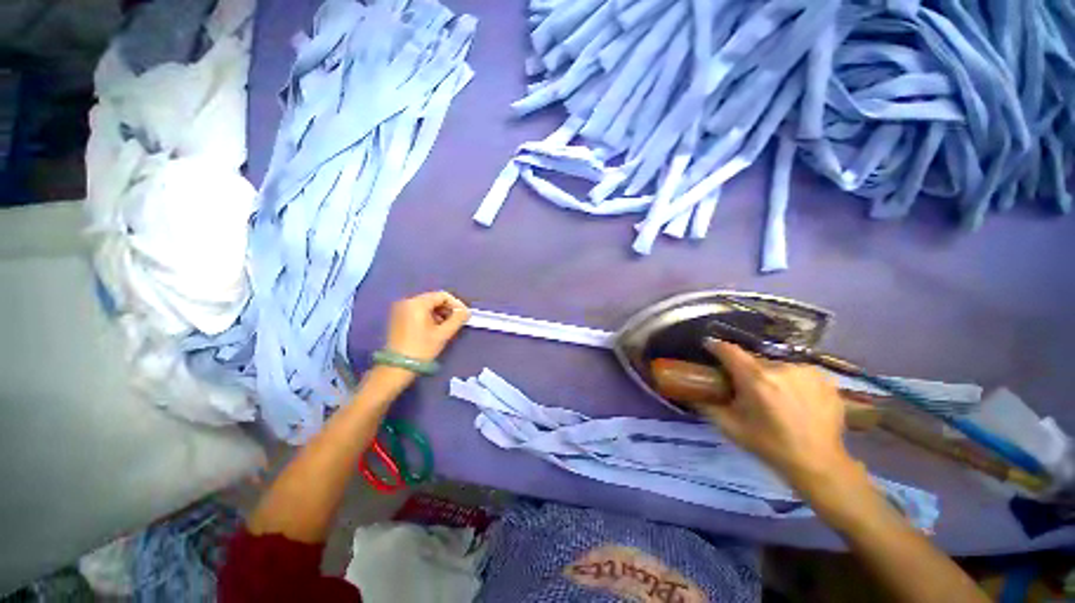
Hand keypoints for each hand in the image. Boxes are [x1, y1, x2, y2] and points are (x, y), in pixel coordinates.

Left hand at [385, 291, 469, 361]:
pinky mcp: (397, 318)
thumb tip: (466, 311)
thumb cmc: (422, 349)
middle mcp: (407, 302)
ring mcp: (400, 309)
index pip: (442, 296)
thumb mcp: (443, 334)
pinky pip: (417, 311)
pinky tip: (435, 328)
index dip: (456, 304)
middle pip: (433, 299)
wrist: (397, 367)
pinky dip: (429, 316)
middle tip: (457, 321)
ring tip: (447, 326)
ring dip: (439, 313)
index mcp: (417, 303)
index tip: (464, 315)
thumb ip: (457, 319)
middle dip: (447, 309)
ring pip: (426, 305)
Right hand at [698, 340, 856, 488]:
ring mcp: (806, 371)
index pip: (729, 350)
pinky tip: (795, 398)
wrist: (818, 463)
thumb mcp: (730, 427)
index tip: (709, 346)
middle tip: (745, 386)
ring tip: (773, 395)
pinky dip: (791, 380)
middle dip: (745, 369)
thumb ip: (706, 406)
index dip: (716, 346)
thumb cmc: (769, 445)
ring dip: (769, 374)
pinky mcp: (824, 377)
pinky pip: (797, 371)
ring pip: (776, 365)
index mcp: (755, 379)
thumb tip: (689, 392)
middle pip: (753, 359)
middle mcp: (781, 368)